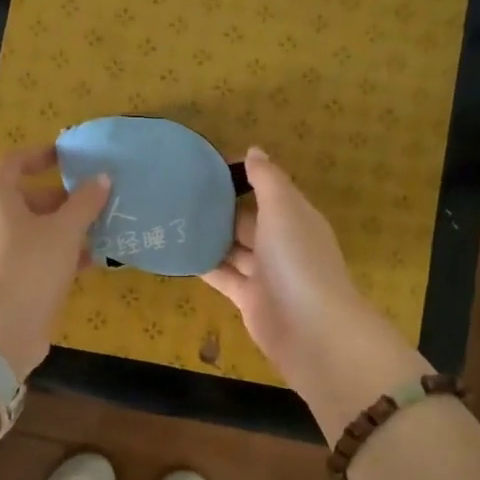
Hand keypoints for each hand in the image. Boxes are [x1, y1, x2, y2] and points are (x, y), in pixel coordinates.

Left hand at [0, 145, 109, 379]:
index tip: (67, 156)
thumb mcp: (65, 230)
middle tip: (95, 196)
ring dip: (67, 227)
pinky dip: (63, 254)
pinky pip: (40, 257)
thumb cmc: (31, 265)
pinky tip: (93, 260)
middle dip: (62, 196)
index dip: (39, 155)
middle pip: (28, 199)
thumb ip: (85, 202)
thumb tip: (102, 178)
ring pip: (37, 231)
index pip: (13, 163)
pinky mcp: (13, 281)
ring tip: (102, 226)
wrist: (4, 328)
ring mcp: (2, 254)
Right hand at [201, 147, 426, 436]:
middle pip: (246, 220)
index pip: (267, 191)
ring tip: (170, 218)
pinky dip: (203, 265)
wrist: (309, 329)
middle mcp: (281, 243)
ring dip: (207, 237)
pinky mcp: (248, 298)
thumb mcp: (283, 209)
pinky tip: (177, 252)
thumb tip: (254, 150)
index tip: (204, 167)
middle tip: (177, 192)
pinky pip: (222, 276)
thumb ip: (267, 180)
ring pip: (232, 249)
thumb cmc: (297, 260)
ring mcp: (264, 273)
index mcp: (295, 218)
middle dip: (218, 208)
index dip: (241, 178)